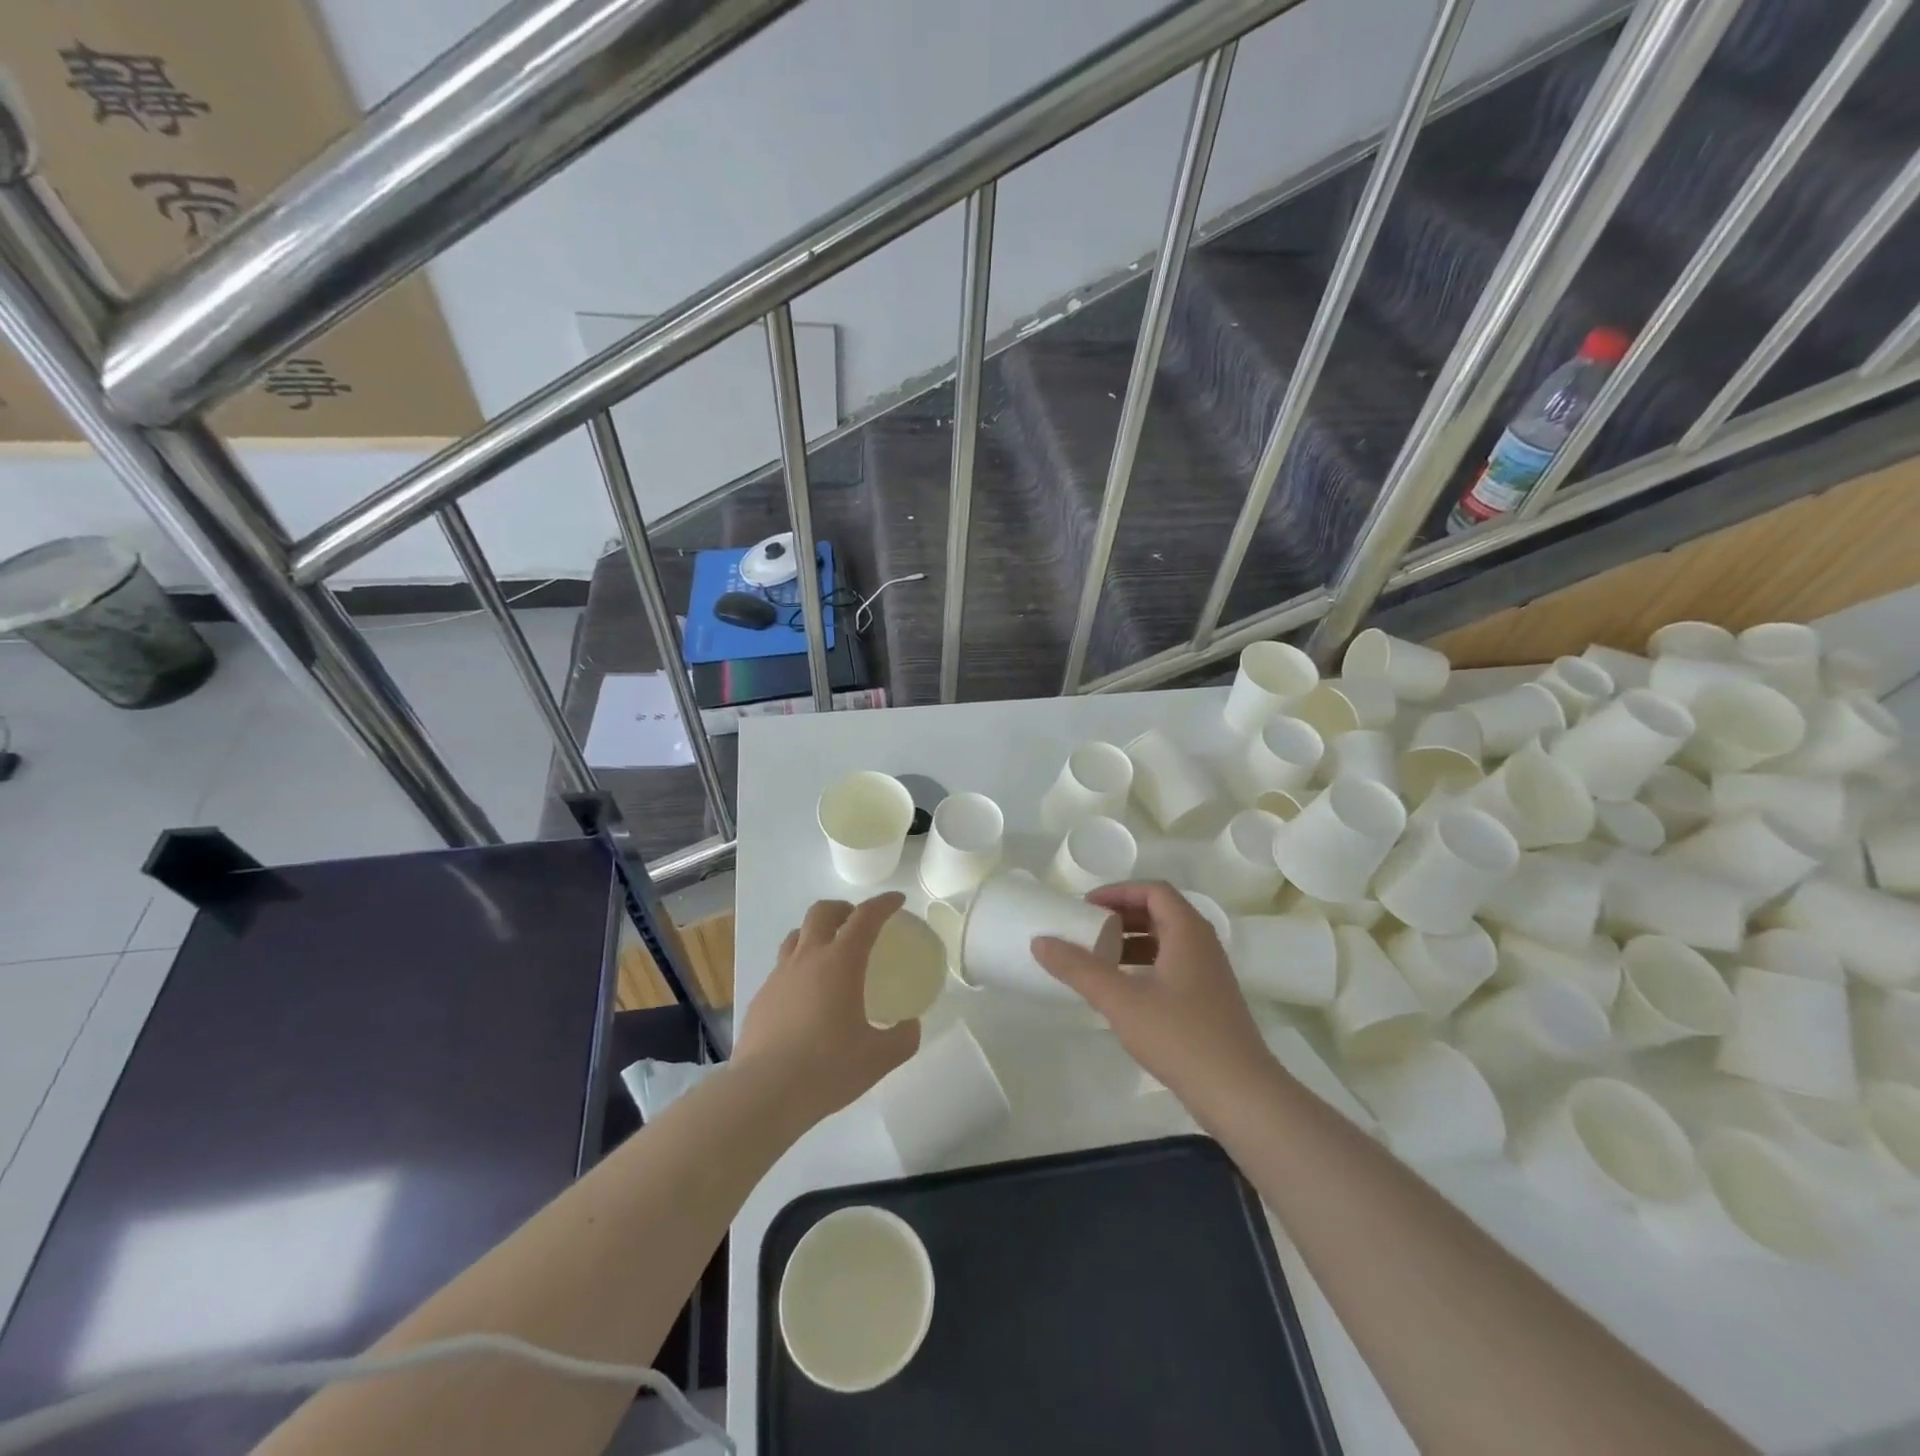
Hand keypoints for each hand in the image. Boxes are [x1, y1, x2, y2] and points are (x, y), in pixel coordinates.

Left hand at [734, 892, 920, 1126]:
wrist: (763, 1093)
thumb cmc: (827, 1068)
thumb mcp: (878, 1058)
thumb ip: (902, 1039)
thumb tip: (910, 1027)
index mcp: (841, 962)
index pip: (865, 917)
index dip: (883, 904)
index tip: (897, 900)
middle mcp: (807, 958)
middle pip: (822, 912)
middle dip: (843, 909)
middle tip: (858, 922)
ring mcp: (779, 976)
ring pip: (797, 936)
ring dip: (816, 934)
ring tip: (829, 954)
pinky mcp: (760, 998)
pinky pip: (782, 968)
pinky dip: (798, 968)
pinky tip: (805, 997)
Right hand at [1032, 881, 1276, 1118]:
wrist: (1240, 1095)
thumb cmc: (1180, 1036)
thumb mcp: (1121, 1000)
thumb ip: (1079, 968)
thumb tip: (1040, 941)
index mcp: (1187, 931)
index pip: (1153, 891)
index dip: (1118, 892)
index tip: (1085, 907)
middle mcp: (1203, 944)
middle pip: (1160, 912)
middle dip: (1121, 916)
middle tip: (1086, 929)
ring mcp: (1209, 974)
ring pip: (1166, 941)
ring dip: (1132, 942)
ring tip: (1098, 958)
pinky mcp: (1209, 1001)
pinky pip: (1172, 966)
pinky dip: (1145, 966)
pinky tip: (1123, 991)